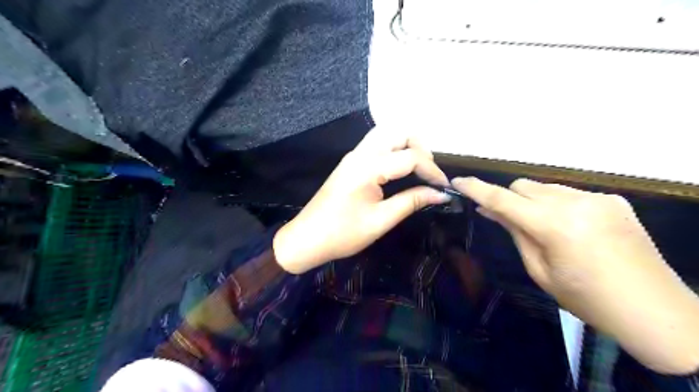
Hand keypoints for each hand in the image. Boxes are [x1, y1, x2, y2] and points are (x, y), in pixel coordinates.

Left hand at [272, 128, 446, 274]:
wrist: (306, 239)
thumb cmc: (342, 234)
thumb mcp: (381, 220)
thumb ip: (412, 201)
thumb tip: (441, 194)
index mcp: (368, 167)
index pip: (410, 156)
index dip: (432, 170)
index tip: (444, 187)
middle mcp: (360, 153)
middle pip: (398, 131)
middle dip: (420, 147)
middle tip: (429, 173)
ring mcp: (353, 156)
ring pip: (386, 134)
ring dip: (407, 145)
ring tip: (419, 169)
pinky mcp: (350, 162)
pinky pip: (377, 144)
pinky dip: (394, 149)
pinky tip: (401, 169)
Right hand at [454, 178, 698, 373]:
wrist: (654, 310)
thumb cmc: (586, 299)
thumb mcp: (540, 270)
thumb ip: (514, 232)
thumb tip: (489, 209)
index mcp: (554, 226)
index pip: (503, 199)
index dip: (476, 188)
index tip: (457, 182)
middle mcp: (575, 203)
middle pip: (523, 186)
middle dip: (509, 199)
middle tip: (509, 222)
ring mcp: (598, 198)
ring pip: (545, 187)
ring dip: (533, 201)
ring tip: (544, 229)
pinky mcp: (613, 199)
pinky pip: (569, 193)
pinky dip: (557, 204)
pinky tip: (571, 228)